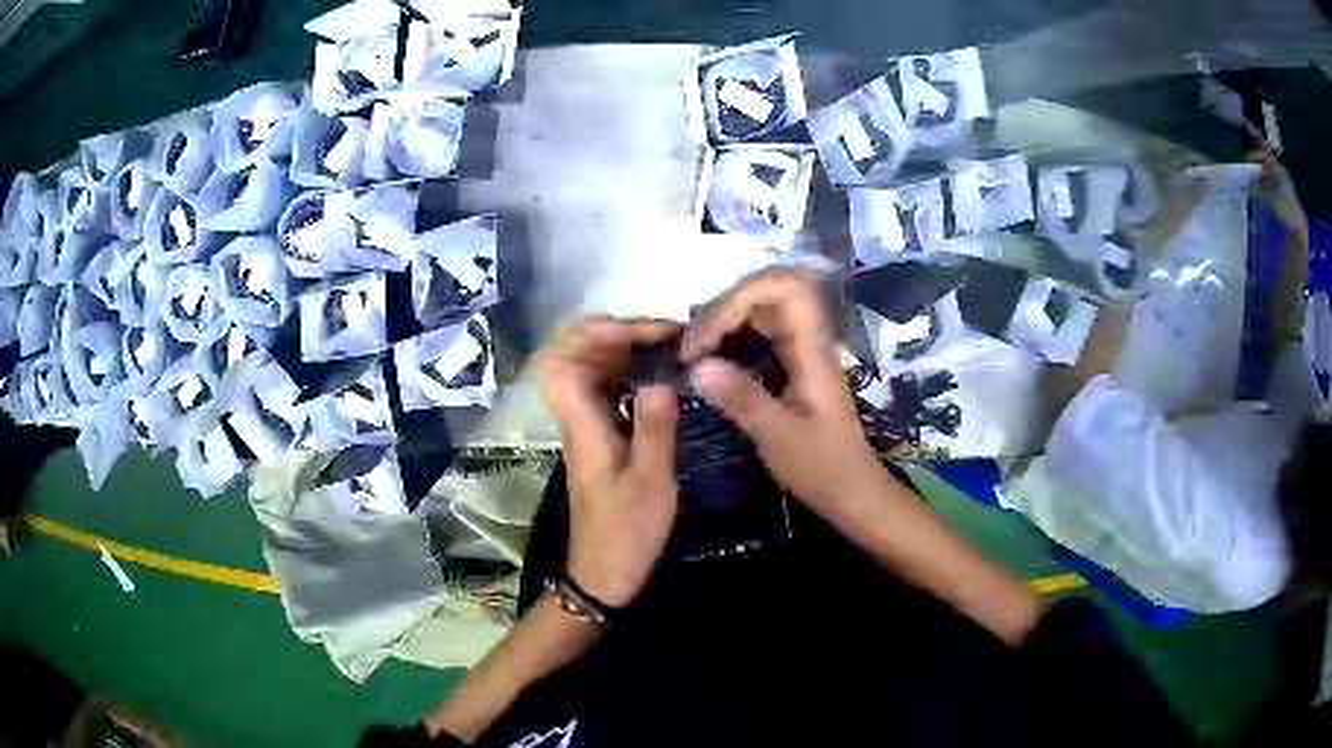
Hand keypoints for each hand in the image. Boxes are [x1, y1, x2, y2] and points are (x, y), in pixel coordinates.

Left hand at [537, 317, 680, 606]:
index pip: (560, 359)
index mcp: (582, 425)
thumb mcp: (651, 480)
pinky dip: (628, 373)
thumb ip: (654, 424)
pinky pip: (604, 389)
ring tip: (668, 348)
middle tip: (665, 336)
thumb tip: (662, 372)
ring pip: (590, 370)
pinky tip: (659, 377)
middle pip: (573, 355)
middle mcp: (576, 418)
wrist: (603, 572)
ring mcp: (584, 427)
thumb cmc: (627, 532)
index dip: (592, 334)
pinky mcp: (597, 438)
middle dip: (616, 334)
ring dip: (623, 351)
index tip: (641, 332)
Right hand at [681, 267, 887, 509]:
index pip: (784, 288)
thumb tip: (696, 366)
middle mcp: (808, 341)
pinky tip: (711, 359)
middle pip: (770, 291)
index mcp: (812, 350)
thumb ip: (741, 398)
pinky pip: (761, 333)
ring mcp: (802, 352)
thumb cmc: (822, 467)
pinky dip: (732, 335)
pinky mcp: (793, 366)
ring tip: (694, 350)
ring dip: (726, 319)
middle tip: (693, 344)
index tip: (706, 339)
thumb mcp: (778, 437)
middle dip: (725, 306)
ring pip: (763, 309)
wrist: (853, 492)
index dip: (739, 298)